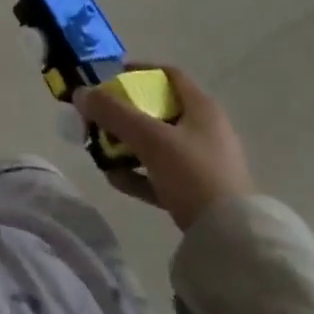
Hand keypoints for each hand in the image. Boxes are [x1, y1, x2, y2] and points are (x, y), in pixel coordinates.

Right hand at [75, 66, 252, 230]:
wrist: (233, 243)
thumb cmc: (193, 174)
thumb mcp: (150, 138)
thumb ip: (113, 113)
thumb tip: (80, 93)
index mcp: (202, 108)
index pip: (168, 75)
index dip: (138, 71)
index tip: (111, 78)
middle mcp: (205, 130)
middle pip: (158, 110)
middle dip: (124, 114)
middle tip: (99, 120)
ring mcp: (204, 163)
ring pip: (158, 144)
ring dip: (127, 145)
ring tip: (101, 153)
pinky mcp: (199, 193)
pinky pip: (162, 174)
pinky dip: (139, 173)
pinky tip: (115, 179)